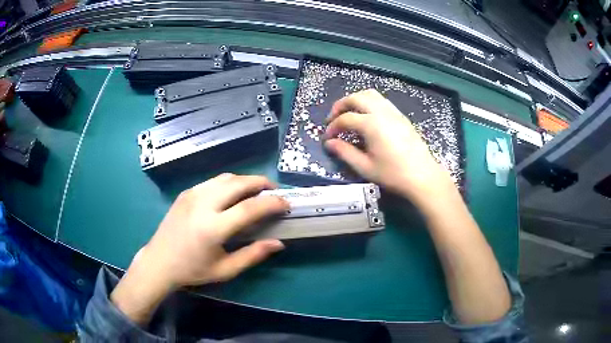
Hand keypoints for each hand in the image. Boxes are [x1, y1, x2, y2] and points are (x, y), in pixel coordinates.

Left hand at [110, 173, 288, 324]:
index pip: (250, 208)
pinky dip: (229, 183)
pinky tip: (232, 194)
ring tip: (256, 191)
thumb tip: (279, 243)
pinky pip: (213, 181)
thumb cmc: (193, 270)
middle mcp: (203, 204)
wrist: (159, 261)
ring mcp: (192, 194)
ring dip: (245, 180)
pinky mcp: (186, 192)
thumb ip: (253, 255)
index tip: (286, 204)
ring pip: (226, 177)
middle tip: (274, 191)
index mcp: (213, 228)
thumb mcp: (225, 270)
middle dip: (261, 182)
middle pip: (239, 183)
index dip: (272, 203)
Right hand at [324, 89, 456, 208]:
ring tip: (349, 113)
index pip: (345, 119)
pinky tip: (367, 117)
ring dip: (356, 100)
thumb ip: (345, 152)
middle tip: (333, 118)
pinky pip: (382, 101)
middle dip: (341, 105)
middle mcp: (382, 112)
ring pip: (370, 95)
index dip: (333, 127)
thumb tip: (330, 143)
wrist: (422, 176)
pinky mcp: (401, 116)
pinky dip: (369, 103)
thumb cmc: (393, 174)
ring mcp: (394, 112)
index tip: (327, 138)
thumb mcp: (365, 167)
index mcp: (371, 124)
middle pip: (356, 97)